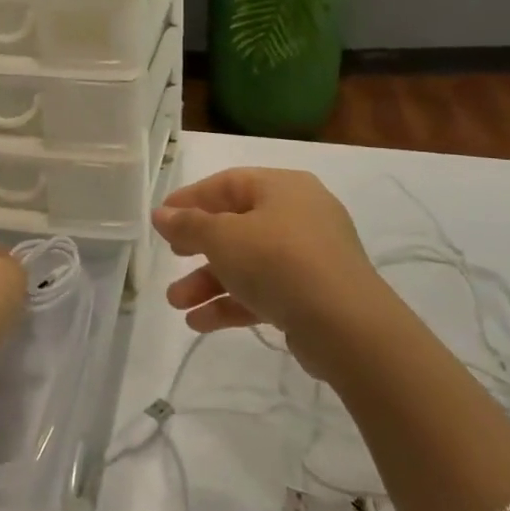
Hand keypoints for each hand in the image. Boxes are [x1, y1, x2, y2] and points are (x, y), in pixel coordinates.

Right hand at [154, 168, 389, 370]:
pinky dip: (233, 303)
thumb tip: (161, 214)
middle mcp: (299, 215)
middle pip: (237, 224)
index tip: (162, 218)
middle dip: (198, 247)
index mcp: (283, 187)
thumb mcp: (224, 238)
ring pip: (249, 262)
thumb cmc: (279, 262)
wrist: (347, 327)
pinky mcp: (313, 295)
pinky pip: (265, 291)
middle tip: (171, 258)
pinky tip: (200, 323)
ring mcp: (310, 257)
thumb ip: (189, 225)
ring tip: (176, 303)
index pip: (228, 183)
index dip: (191, 199)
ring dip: (209, 281)